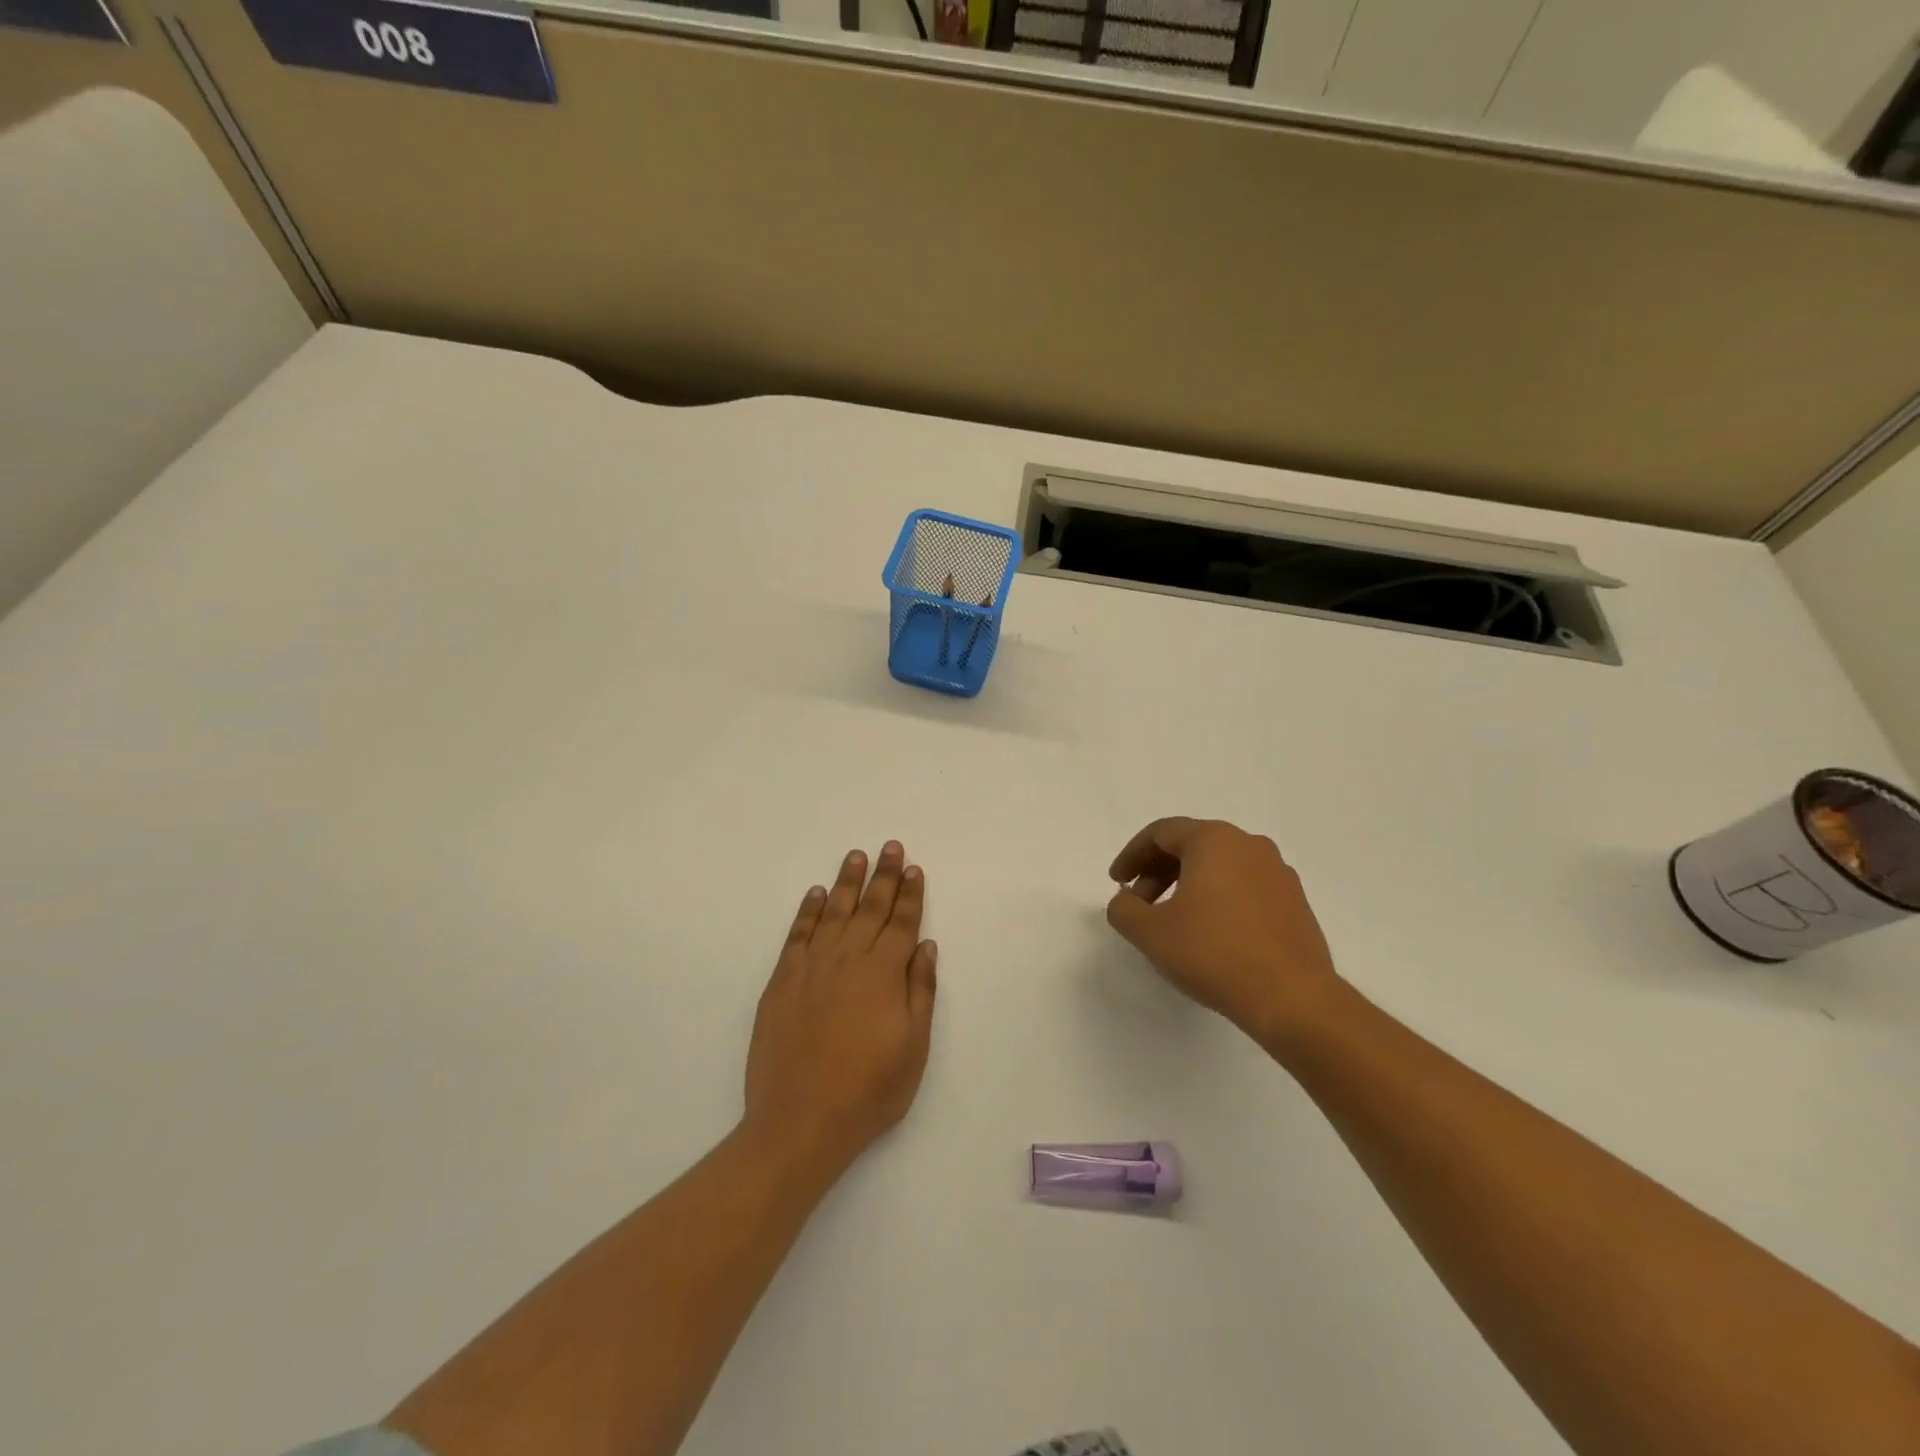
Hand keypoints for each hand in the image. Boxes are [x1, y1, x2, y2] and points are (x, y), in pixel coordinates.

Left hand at [744, 842, 937, 1174]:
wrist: (800, 1121)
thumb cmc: (869, 1091)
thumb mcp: (913, 1048)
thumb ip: (920, 992)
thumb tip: (925, 945)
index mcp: (883, 975)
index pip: (901, 923)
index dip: (909, 895)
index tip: (913, 868)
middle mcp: (848, 960)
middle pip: (870, 908)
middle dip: (883, 876)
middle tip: (890, 847)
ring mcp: (812, 967)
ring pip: (834, 913)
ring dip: (847, 882)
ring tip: (856, 856)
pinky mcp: (782, 981)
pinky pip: (798, 935)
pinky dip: (809, 911)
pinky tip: (817, 894)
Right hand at [1106, 817, 1339, 1043]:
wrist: (1292, 997)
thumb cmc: (1214, 953)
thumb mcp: (1150, 932)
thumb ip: (1124, 908)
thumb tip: (1126, 900)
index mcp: (1214, 840)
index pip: (1161, 833)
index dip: (1132, 855)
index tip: (1117, 882)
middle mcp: (1249, 845)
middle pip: (1191, 845)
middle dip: (1158, 870)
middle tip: (1139, 903)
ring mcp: (1278, 872)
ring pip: (1220, 865)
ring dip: (1188, 884)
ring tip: (1173, 920)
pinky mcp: (1295, 901)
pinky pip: (1244, 886)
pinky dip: (1218, 897)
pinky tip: (1210, 932)